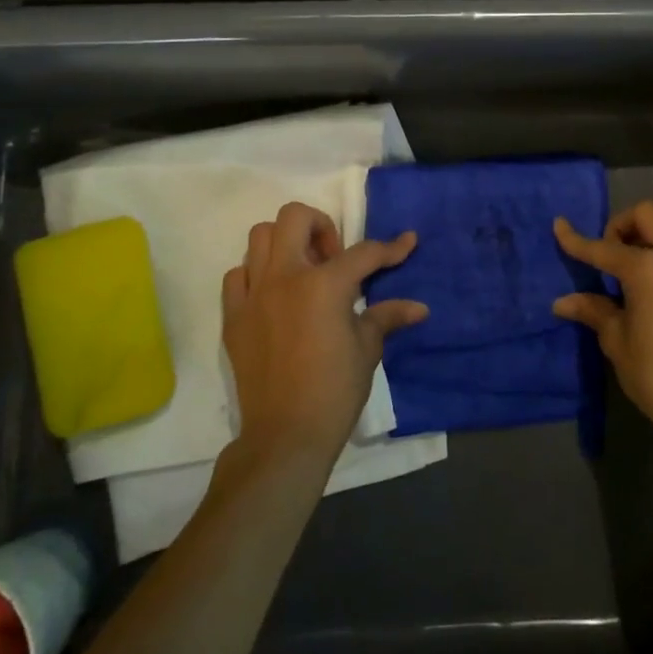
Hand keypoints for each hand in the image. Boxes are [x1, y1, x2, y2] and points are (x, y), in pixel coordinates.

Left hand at [221, 203, 427, 464]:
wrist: (285, 436)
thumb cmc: (334, 391)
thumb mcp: (367, 349)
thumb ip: (387, 317)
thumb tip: (419, 307)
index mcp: (324, 284)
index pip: (363, 253)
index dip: (390, 248)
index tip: (407, 242)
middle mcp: (285, 277)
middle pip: (294, 217)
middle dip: (321, 226)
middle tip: (334, 257)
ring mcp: (253, 294)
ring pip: (259, 237)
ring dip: (285, 244)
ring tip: (304, 272)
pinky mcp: (233, 317)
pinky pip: (237, 276)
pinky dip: (256, 275)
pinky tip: (274, 296)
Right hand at [553, 202, 652, 449]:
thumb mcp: (618, 342)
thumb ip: (595, 311)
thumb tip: (563, 302)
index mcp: (649, 268)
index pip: (604, 247)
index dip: (576, 239)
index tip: (559, 225)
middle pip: (650, 214)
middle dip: (624, 224)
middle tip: (611, 253)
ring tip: (637, 267)